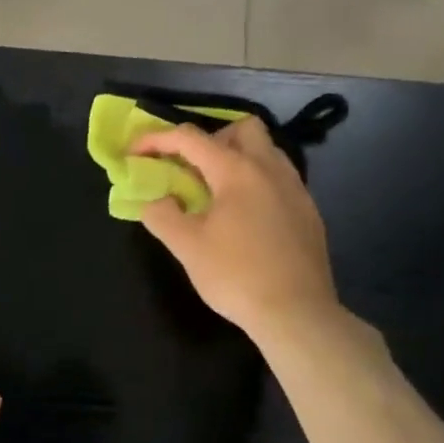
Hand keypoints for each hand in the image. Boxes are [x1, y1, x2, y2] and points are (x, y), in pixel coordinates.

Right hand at [131, 117, 345, 348]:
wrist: (296, 313)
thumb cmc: (236, 276)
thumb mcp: (186, 247)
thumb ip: (162, 215)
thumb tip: (156, 201)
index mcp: (236, 171)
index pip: (190, 138)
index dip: (156, 140)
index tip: (134, 153)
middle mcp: (270, 169)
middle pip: (242, 128)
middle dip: (211, 138)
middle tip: (191, 169)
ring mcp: (295, 189)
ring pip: (266, 151)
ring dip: (237, 158)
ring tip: (216, 192)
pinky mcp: (308, 212)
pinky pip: (279, 178)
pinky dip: (256, 182)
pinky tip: (245, 217)